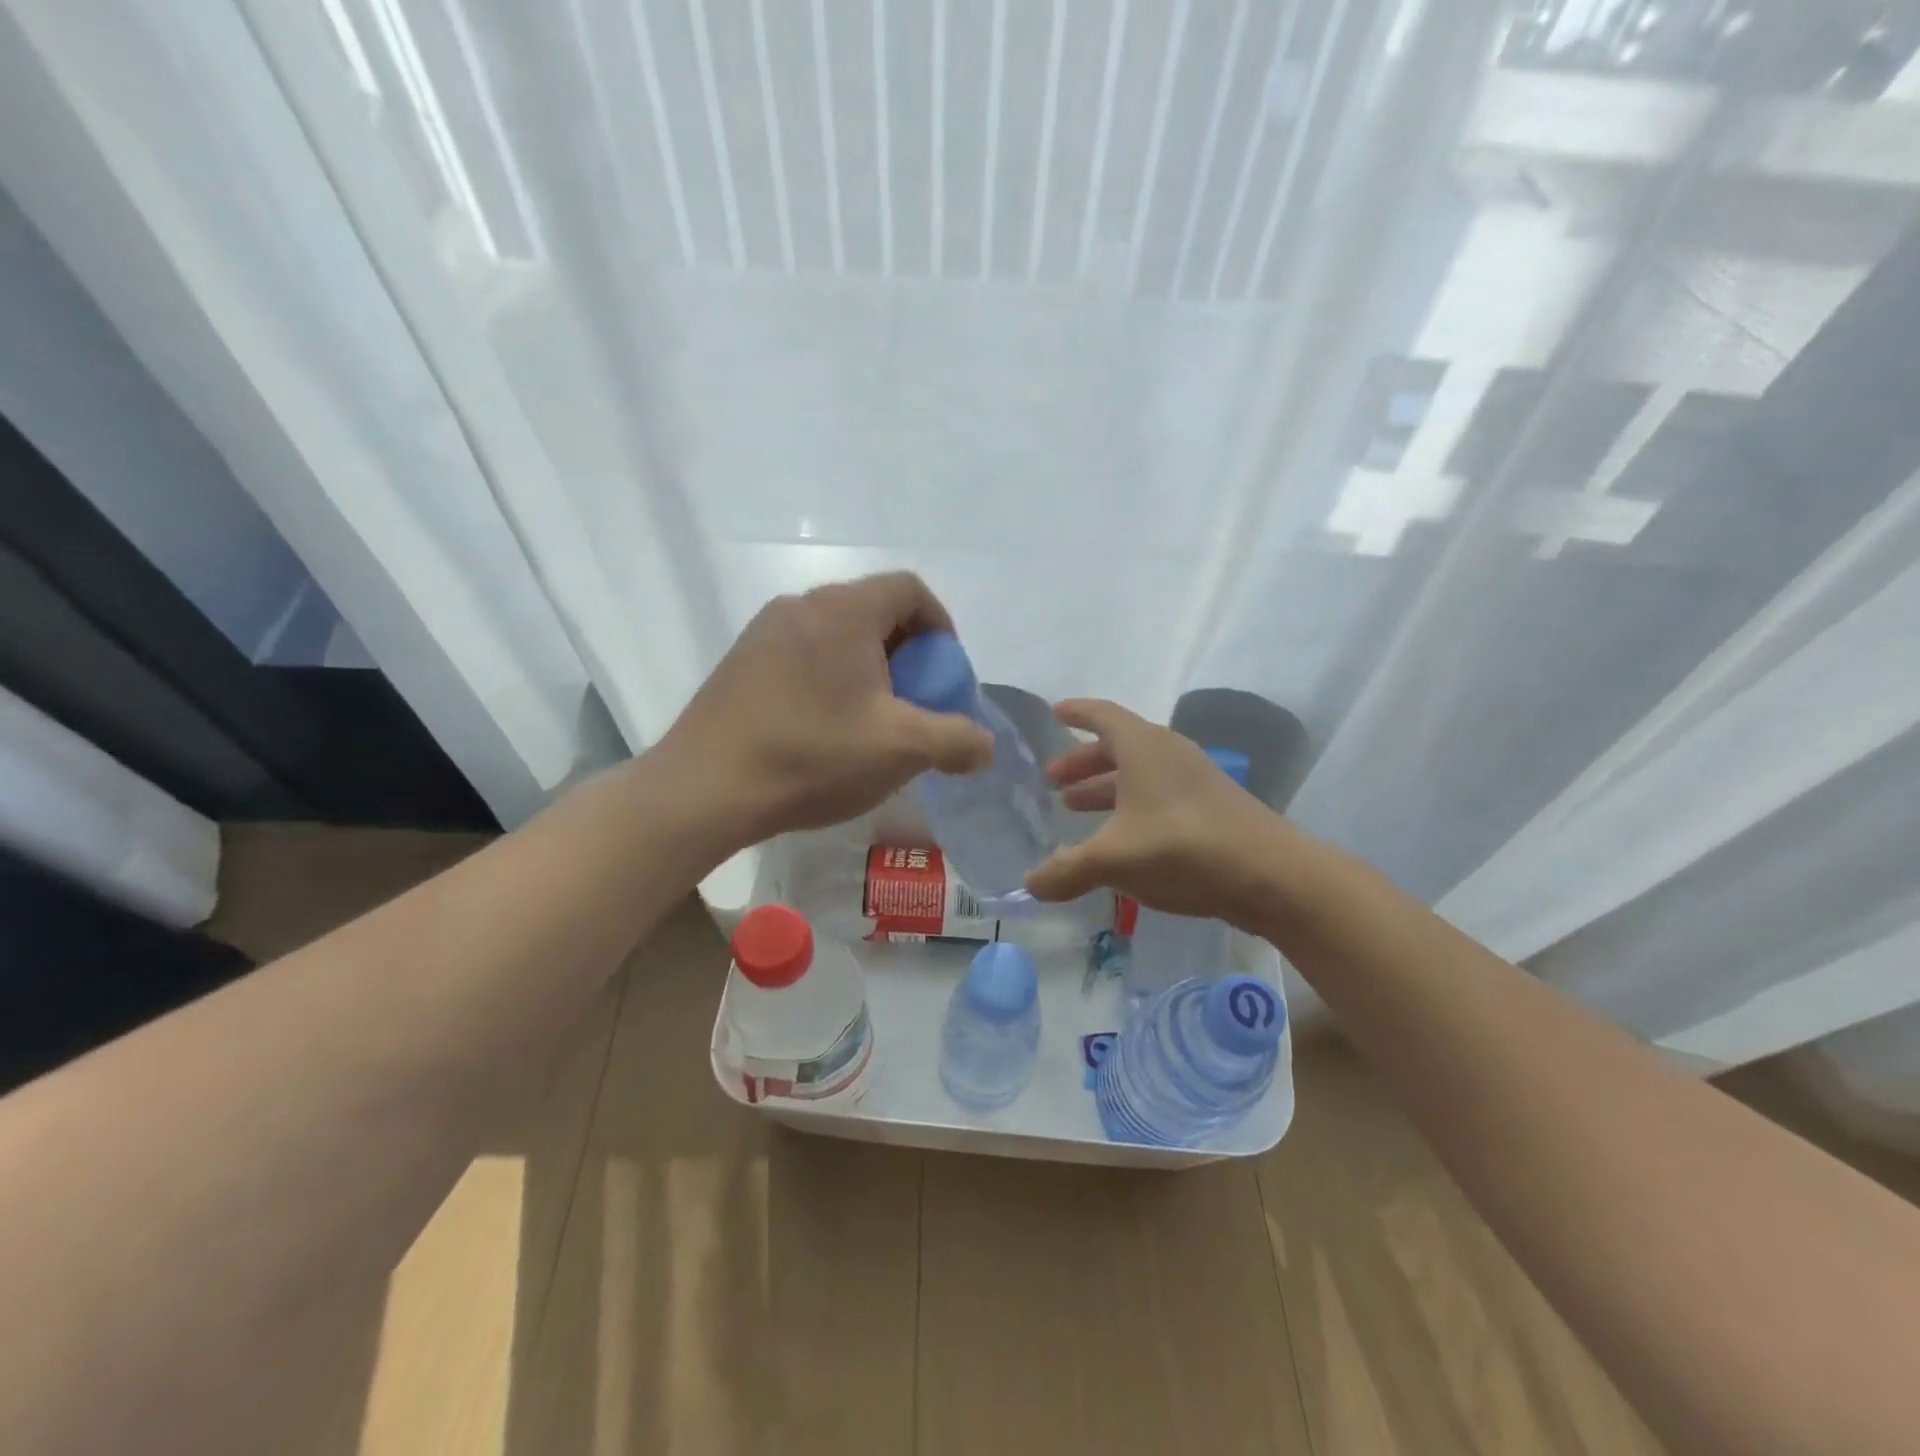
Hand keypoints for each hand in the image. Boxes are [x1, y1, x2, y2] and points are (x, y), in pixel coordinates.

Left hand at [659, 573, 991, 844]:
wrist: (705, 788)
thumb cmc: (812, 755)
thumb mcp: (900, 750)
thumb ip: (957, 741)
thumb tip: (986, 747)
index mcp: (845, 610)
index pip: (910, 590)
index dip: (941, 627)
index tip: (945, 674)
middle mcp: (802, 604)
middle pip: (874, 610)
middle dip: (907, 653)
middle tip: (913, 702)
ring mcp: (764, 631)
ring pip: (837, 634)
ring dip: (867, 668)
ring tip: (871, 719)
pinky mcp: (741, 661)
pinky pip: (803, 653)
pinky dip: (830, 678)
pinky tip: (825, 728)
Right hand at [1024, 700, 1297, 927]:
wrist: (1271, 875)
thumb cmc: (1183, 847)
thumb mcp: (1114, 859)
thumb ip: (1067, 870)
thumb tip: (1031, 884)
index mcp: (1143, 747)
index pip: (1102, 714)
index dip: (1076, 713)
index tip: (1055, 713)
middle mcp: (1169, 754)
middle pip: (1118, 746)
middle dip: (1083, 762)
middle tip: (1054, 782)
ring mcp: (1194, 780)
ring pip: (1139, 775)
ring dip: (1105, 788)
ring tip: (1076, 809)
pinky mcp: (1211, 808)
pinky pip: (1158, 796)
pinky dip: (1131, 808)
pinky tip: (1120, 840)